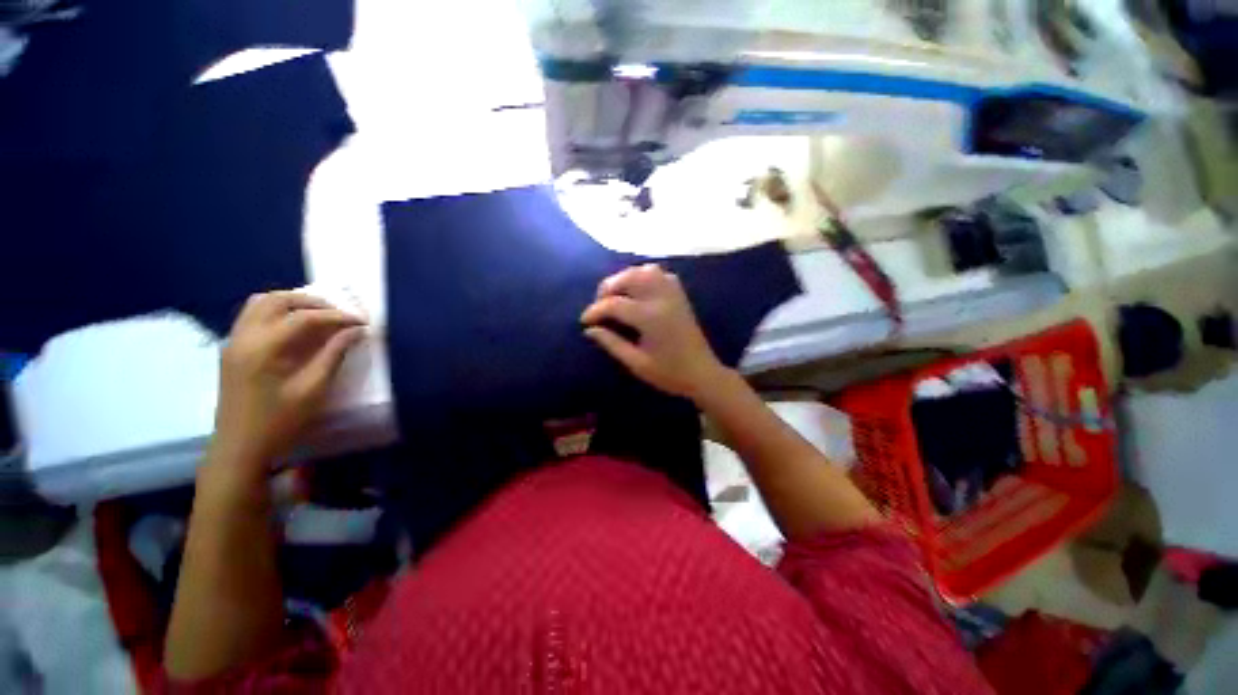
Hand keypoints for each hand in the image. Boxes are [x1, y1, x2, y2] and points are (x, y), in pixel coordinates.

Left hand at [208, 291, 365, 485]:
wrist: (239, 447)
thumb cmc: (280, 421)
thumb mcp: (313, 389)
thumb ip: (333, 354)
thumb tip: (355, 331)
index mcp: (263, 348)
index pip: (303, 318)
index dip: (337, 316)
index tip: (362, 322)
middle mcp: (243, 337)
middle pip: (277, 300)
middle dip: (313, 302)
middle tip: (340, 314)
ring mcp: (234, 341)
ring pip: (261, 303)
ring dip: (293, 303)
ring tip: (320, 315)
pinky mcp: (232, 348)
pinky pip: (253, 315)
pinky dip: (278, 312)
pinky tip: (296, 328)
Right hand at [581, 264, 727, 400]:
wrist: (702, 374)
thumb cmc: (669, 373)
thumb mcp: (636, 363)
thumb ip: (612, 343)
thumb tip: (590, 330)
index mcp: (650, 318)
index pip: (614, 304)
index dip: (595, 310)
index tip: (584, 321)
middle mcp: (662, 299)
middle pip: (629, 278)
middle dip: (608, 287)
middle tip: (598, 305)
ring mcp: (673, 294)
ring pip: (645, 271)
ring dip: (625, 278)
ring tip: (615, 294)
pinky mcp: (680, 295)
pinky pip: (660, 274)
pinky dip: (644, 276)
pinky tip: (637, 290)